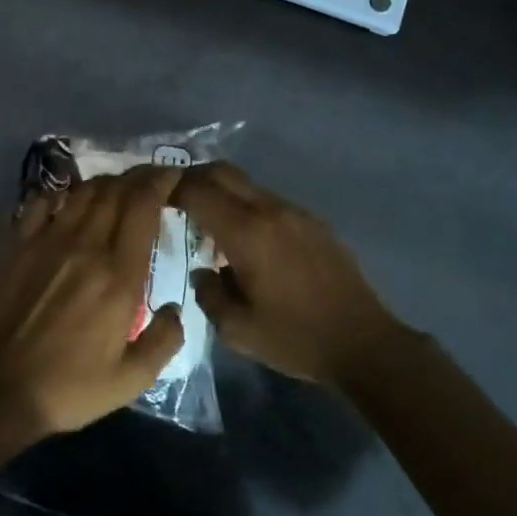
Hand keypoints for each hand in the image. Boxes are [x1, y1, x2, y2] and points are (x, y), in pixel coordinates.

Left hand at [0, 165, 186, 436]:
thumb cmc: (66, 387)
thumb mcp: (129, 381)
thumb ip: (163, 341)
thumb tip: (176, 308)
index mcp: (119, 275)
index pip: (143, 206)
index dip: (160, 181)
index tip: (172, 175)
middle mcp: (86, 245)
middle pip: (115, 190)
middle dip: (138, 176)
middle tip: (150, 178)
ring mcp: (47, 240)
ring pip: (82, 191)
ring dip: (105, 183)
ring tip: (116, 188)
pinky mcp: (17, 243)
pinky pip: (42, 201)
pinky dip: (62, 194)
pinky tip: (67, 202)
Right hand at [173, 163, 403, 386]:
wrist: (364, 343)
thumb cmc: (296, 339)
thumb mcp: (238, 330)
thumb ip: (209, 294)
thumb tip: (204, 272)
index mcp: (247, 233)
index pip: (198, 191)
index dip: (170, 188)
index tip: (152, 196)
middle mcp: (270, 210)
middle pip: (222, 172)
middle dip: (192, 177)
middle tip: (172, 197)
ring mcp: (295, 212)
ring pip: (247, 185)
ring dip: (221, 192)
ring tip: (207, 221)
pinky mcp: (313, 222)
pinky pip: (268, 201)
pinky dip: (246, 206)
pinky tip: (246, 239)